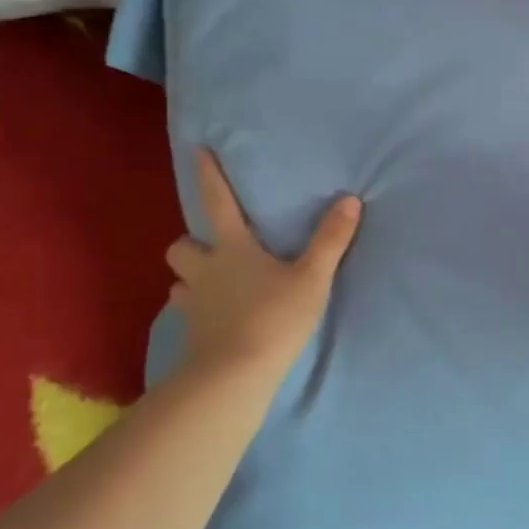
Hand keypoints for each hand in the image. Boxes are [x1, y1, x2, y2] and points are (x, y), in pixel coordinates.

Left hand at [165, 149, 360, 383]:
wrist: (235, 377)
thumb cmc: (274, 319)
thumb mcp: (312, 278)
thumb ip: (330, 240)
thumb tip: (350, 200)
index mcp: (232, 249)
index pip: (217, 203)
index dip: (209, 176)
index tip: (198, 151)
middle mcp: (205, 272)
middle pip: (180, 246)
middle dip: (191, 242)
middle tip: (211, 246)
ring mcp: (194, 305)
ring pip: (178, 282)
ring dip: (191, 277)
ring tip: (210, 282)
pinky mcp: (192, 336)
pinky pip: (187, 314)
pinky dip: (198, 310)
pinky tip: (215, 317)